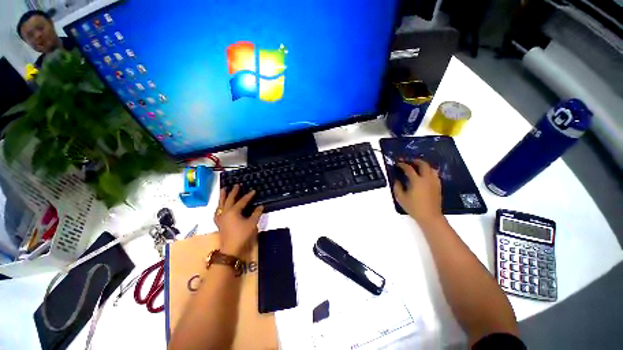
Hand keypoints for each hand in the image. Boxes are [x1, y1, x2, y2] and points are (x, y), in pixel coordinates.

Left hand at [214, 184, 263, 255]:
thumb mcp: (252, 224)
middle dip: (233, 192)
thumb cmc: (242, 236)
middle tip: (236, 185)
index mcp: (233, 212)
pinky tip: (219, 206)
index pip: (242, 201)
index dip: (248, 196)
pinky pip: (217, 212)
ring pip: (221, 204)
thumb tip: (261, 206)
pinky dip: (219, 207)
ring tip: (223, 189)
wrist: (231, 250)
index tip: (254, 191)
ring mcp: (221, 218)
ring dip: (222, 196)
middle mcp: (225, 213)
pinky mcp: (219, 223)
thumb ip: (256, 214)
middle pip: (229, 200)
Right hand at [393, 159, 442, 224]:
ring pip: (431, 168)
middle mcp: (427, 179)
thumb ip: (397, 187)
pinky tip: (425, 175)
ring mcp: (434, 182)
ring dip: (424, 165)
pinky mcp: (438, 186)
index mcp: (417, 181)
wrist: (430, 216)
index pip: (409, 168)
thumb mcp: (401, 198)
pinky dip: (429, 171)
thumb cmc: (414, 207)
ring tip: (418, 166)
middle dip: (415, 161)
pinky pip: (435, 174)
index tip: (398, 164)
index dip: (402, 165)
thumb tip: (396, 180)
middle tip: (409, 162)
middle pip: (423, 164)